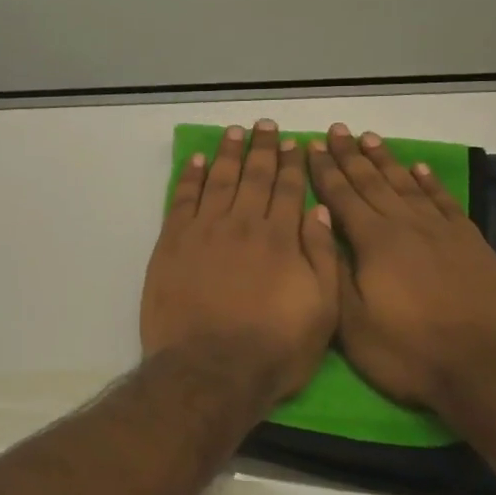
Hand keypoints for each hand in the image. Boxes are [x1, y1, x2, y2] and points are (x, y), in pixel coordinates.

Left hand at [141, 121, 340, 404]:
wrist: (210, 369)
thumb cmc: (274, 349)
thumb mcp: (322, 312)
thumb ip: (322, 257)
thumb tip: (318, 210)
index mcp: (281, 239)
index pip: (288, 190)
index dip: (292, 164)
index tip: (293, 143)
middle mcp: (242, 224)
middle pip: (254, 177)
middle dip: (262, 149)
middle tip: (264, 125)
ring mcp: (204, 231)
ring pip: (218, 180)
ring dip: (227, 153)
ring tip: (234, 132)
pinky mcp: (172, 242)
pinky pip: (182, 199)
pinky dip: (189, 177)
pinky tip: (195, 161)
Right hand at [309, 124, 495, 411]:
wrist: (484, 369)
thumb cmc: (407, 351)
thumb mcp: (352, 322)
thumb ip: (333, 270)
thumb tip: (319, 226)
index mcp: (373, 242)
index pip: (342, 196)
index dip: (325, 170)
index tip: (312, 145)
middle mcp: (406, 226)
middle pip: (372, 182)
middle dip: (350, 155)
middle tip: (337, 130)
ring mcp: (442, 232)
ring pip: (407, 185)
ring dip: (385, 160)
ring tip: (370, 138)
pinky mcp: (471, 244)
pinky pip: (444, 202)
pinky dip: (430, 182)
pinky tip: (419, 168)